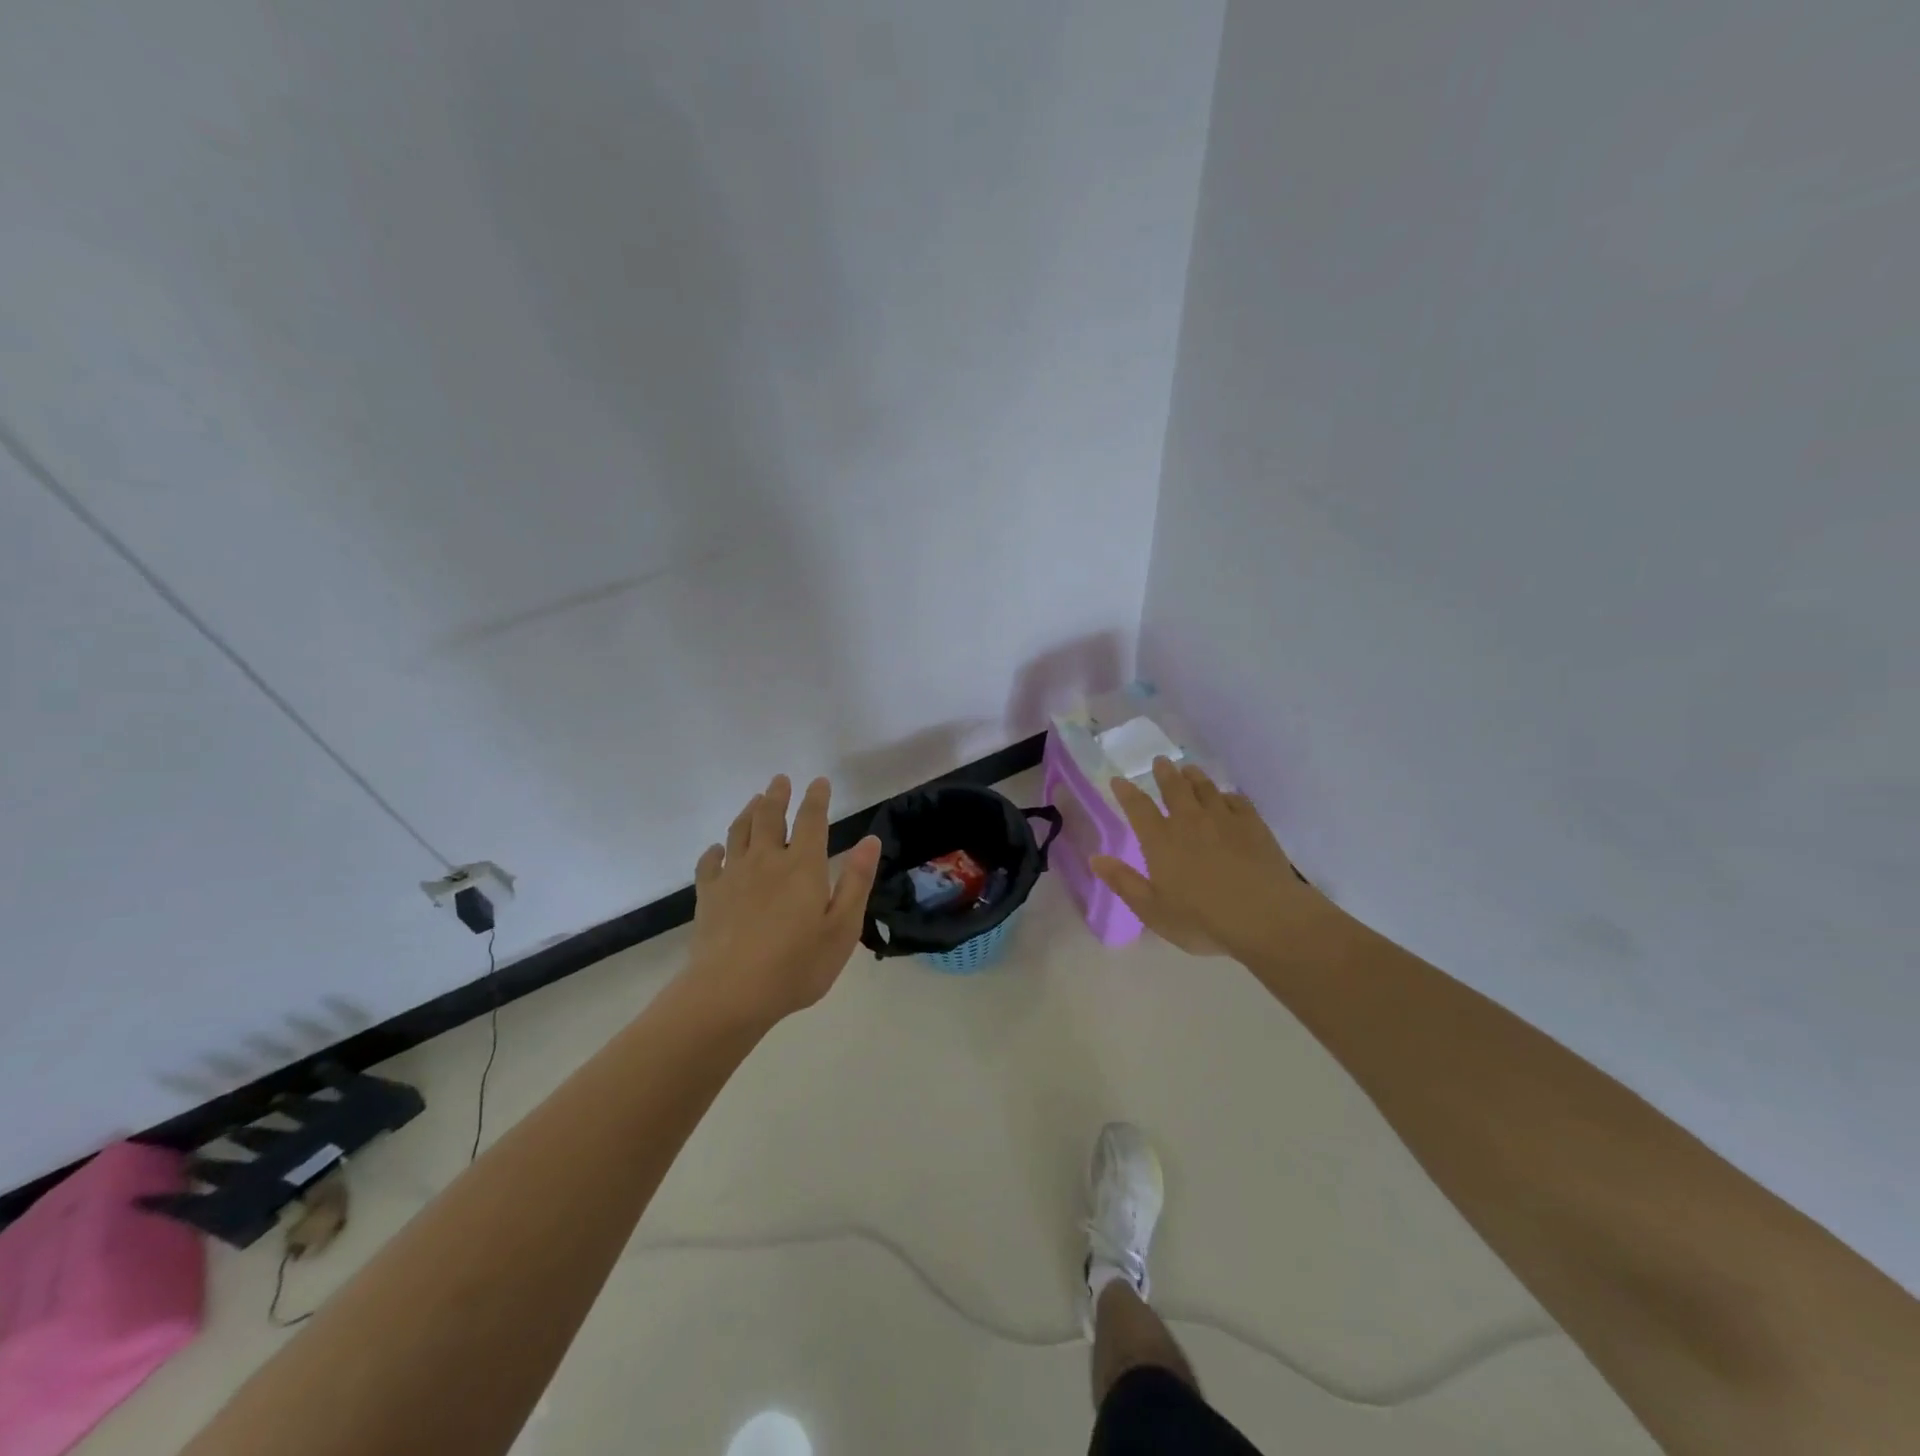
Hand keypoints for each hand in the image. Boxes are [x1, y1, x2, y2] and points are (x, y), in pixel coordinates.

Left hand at [685, 774, 882, 1027]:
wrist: (730, 993)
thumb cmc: (797, 965)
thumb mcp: (842, 928)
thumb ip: (856, 882)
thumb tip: (869, 840)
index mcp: (803, 866)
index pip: (810, 820)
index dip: (816, 798)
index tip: (818, 781)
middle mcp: (766, 861)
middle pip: (769, 816)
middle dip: (777, 795)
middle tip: (780, 780)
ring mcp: (733, 876)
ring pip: (738, 832)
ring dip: (748, 812)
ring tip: (754, 800)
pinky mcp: (709, 896)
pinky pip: (709, 863)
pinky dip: (715, 851)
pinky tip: (717, 850)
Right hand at [1091, 758, 1328, 963]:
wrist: (1265, 917)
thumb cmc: (1202, 920)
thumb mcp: (1153, 910)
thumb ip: (1123, 882)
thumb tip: (1095, 858)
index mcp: (1161, 841)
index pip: (1138, 808)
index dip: (1127, 792)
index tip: (1119, 780)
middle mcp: (1189, 821)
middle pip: (1174, 789)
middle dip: (1165, 773)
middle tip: (1160, 761)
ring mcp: (1224, 820)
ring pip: (1206, 788)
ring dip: (1194, 776)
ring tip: (1189, 769)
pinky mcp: (1254, 825)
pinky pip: (1237, 800)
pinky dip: (1227, 795)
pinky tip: (1226, 797)